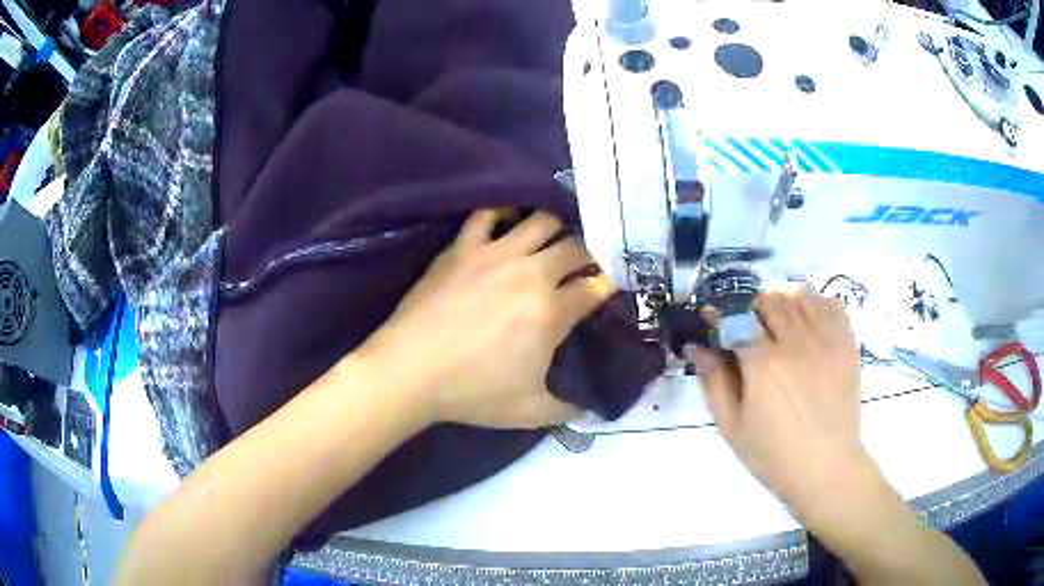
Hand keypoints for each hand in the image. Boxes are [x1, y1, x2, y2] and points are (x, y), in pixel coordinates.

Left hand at [359, 210, 615, 428]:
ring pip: (540, 222)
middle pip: (574, 248)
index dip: (605, 287)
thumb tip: (589, 411)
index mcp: (551, 312)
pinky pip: (487, 215)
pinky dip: (503, 211)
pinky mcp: (463, 248)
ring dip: (556, 227)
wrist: (411, 370)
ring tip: (553, 238)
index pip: (593, 288)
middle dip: (587, 256)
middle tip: (581, 267)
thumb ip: (567, 409)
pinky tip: (509, 217)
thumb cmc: (472, 393)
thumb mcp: (530, 412)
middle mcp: (531, 273)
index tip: (604, 290)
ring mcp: (495, 254)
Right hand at [687, 290, 865, 513]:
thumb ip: (712, 382)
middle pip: (767, 299)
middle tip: (749, 331)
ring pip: (798, 295)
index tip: (714, 322)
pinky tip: (808, 321)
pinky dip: (815, 303)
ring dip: (782, 301)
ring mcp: (824, 339)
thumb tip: (696, 345)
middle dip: (752, 310)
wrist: (826, 468)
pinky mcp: (846, 343)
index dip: (720, 316)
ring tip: (779, 322)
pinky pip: (829, 303)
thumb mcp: (731, 426)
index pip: (735, 318)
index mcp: (762, 363)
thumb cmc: (773, 454)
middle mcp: (794, 341)